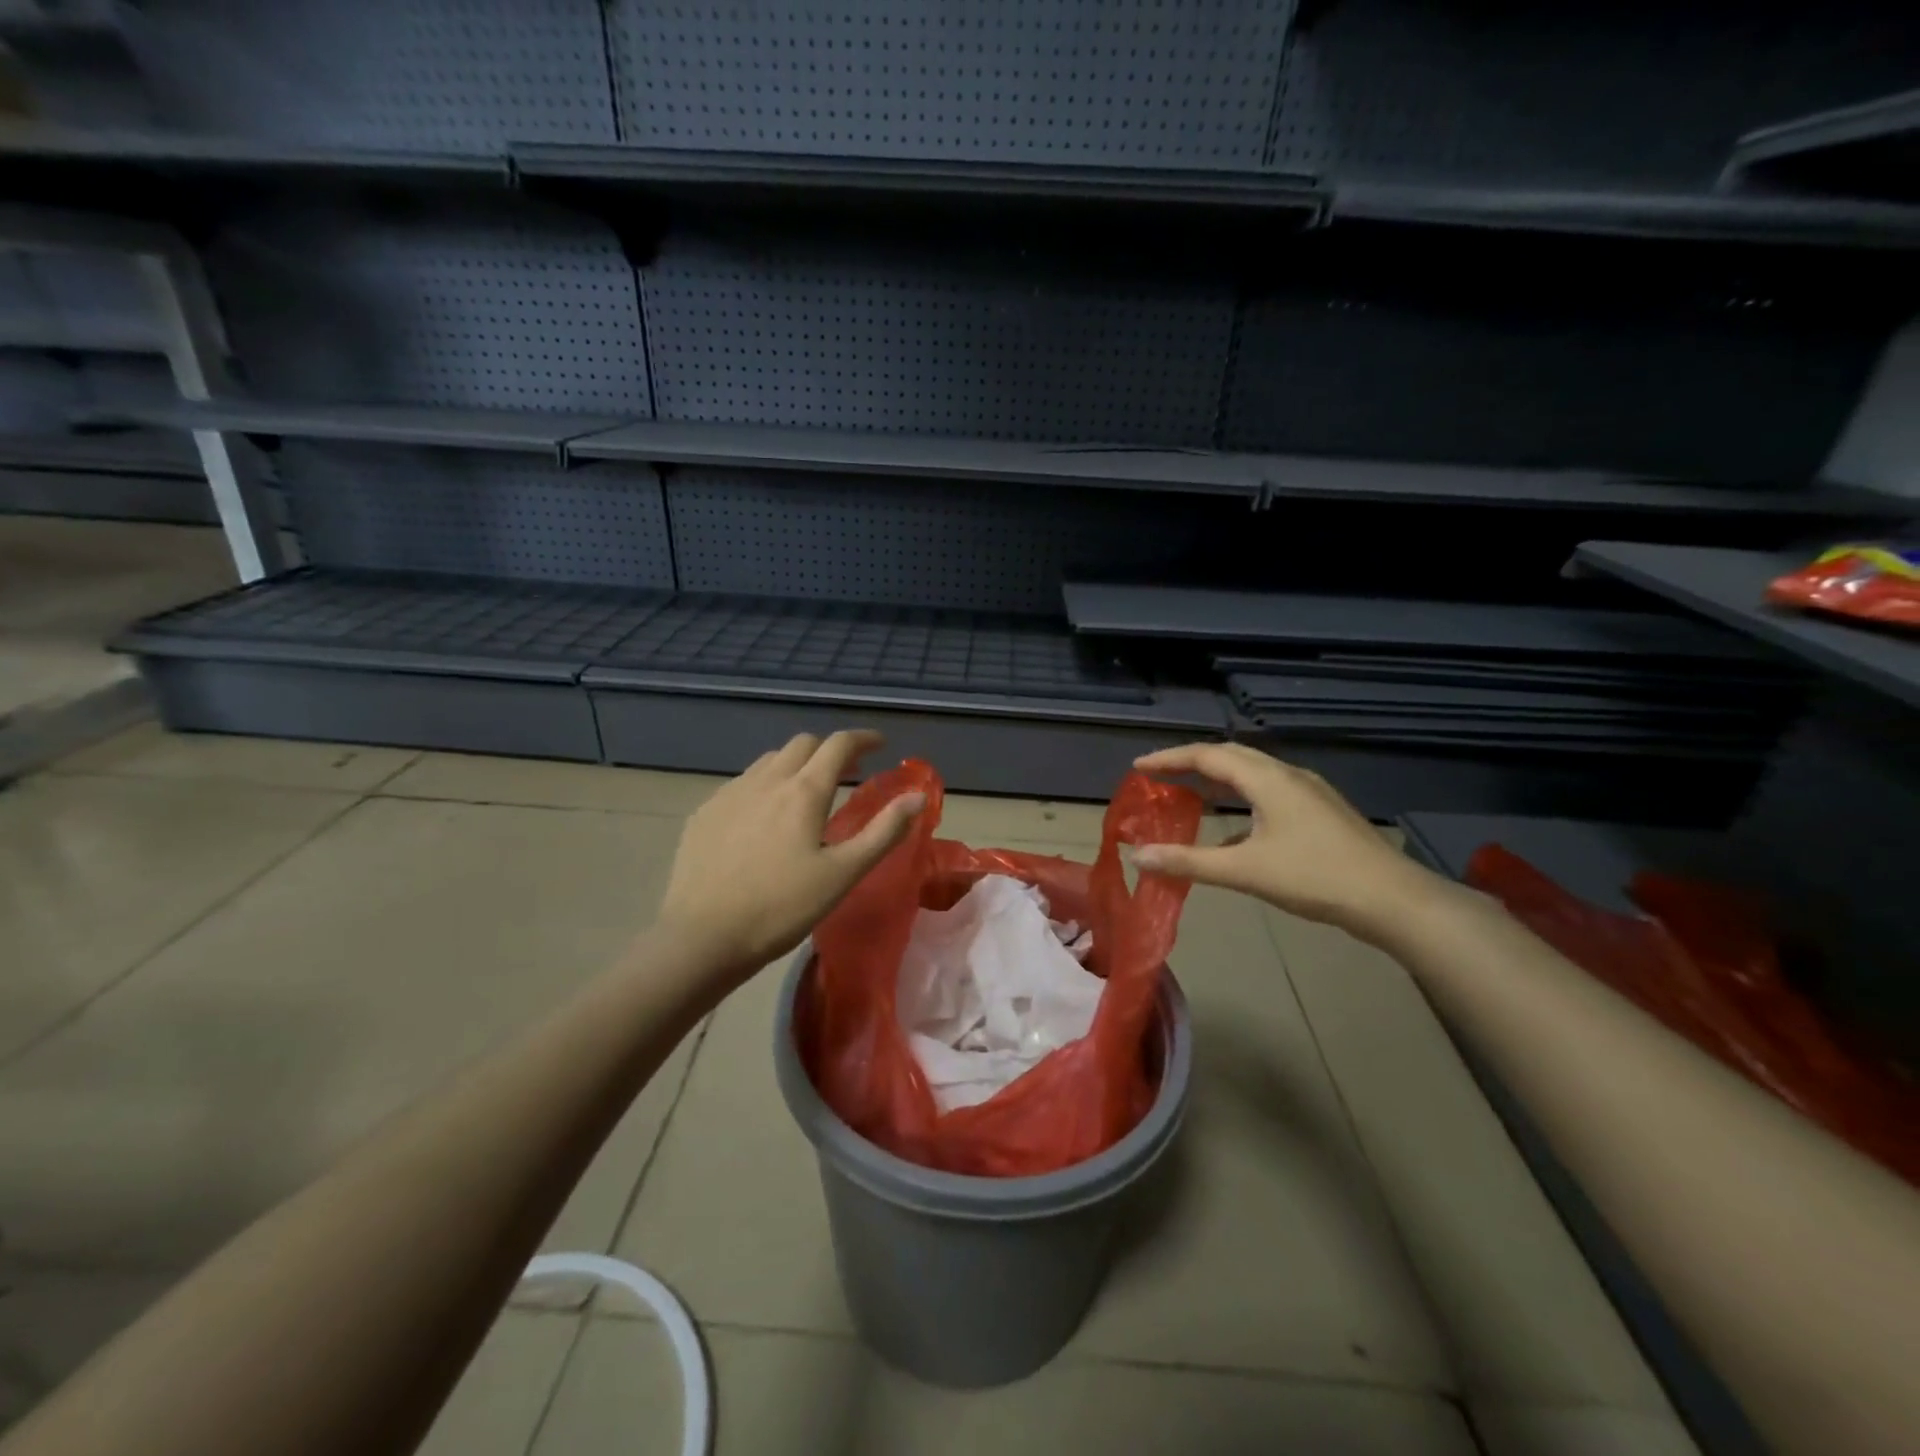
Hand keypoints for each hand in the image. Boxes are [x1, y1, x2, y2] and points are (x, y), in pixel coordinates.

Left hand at [657, 730, 924, 986]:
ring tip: (806, 793)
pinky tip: (763, 818)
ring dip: (795, 764)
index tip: (880, 744)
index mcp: (804, 791)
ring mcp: (729, 794)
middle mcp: (766, 780)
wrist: (701, 938)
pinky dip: (765, 786)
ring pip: (769, 761)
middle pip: (802, 744)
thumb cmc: (782, 908)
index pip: (838, 745)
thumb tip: (918, 797)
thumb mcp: (843, 873)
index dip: (863, 739)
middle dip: (829, 750)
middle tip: (848, 772)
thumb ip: (884, 831)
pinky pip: (742, 783)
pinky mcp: (704, 813)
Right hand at [1131, 742, 1451, 941]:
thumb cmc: (1315, 878)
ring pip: (1253, 774)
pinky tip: (1234, 830)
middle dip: (1192, 763)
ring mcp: (1309, 793)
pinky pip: (1269, 793)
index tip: (1139, 769)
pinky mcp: (1321, 812)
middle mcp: (1288, 776)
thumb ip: (1189, 862)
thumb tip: (1138, 856)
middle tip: (1159, 776)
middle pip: (1231, 756)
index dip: (1170, 759)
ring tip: (1190, 794)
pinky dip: (1241, 800)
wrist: (1393, 900)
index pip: (1208, 756)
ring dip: (1218, 780)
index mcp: (1268, 779)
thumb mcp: (1245, 871)